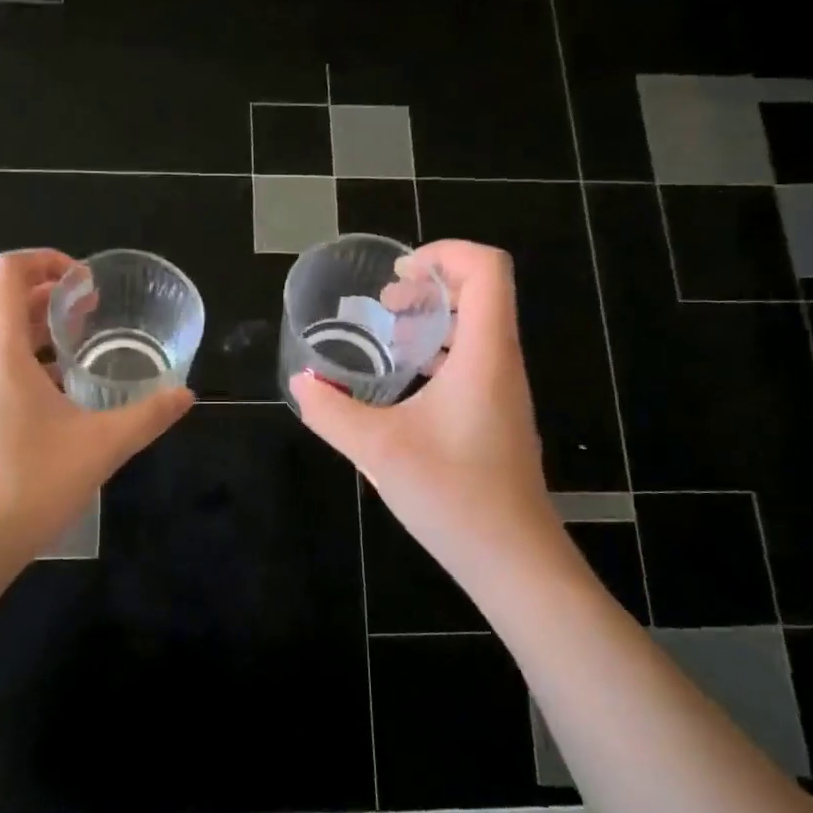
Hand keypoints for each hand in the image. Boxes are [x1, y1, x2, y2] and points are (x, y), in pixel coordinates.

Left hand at [0, 250, 193, 580]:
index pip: (7, 272)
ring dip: (38, 335)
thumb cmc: (28, 484)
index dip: (46, 260)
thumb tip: (185, 395)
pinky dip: (26, 367)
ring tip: (82, 352)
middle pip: (3, 304)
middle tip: (93, 312)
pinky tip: (60, 402)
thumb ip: (147, 416)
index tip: (86, 283)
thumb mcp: (100, 446)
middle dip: (50, 298)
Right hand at [290, 241, 557, 580]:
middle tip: (385, 305)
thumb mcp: (377, 449)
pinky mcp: (497, 417)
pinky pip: (474, 362)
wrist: (512, 558)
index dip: (444, 254)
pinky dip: (440, 355)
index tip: (398, 276)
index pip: (487, 269)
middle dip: (431, 286)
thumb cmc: (452, 494)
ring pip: (478, 329)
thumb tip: (300, 384)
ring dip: (434, 321)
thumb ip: (332, 412)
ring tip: (389, 341)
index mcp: (485, 354)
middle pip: (483, 293)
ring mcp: (504, 392)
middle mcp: (502, 363)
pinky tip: (405, 387)